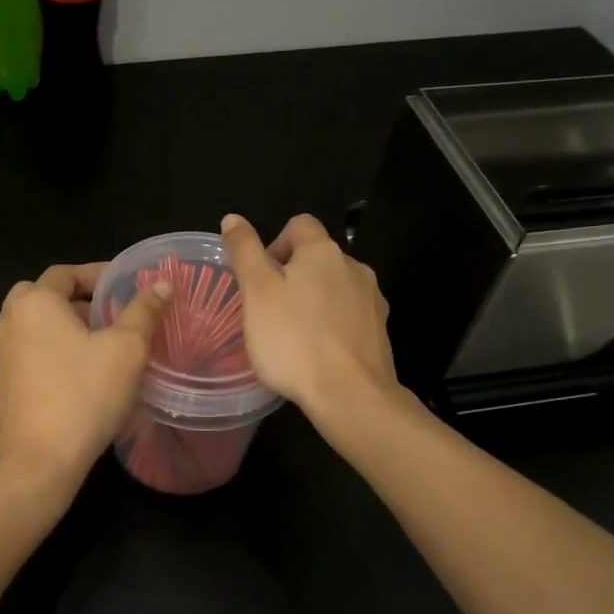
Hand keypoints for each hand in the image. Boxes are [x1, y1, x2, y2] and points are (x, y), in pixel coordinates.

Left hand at [0, 263, 172, 492]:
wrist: (39, 461)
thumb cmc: (85, 395)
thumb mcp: (127, 349)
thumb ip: (144, 311)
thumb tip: (162, 284)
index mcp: (35, 302)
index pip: (66, 272)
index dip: (99, 274)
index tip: (128, 284)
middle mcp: (9, 320)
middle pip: (45, 294)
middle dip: (79, 298)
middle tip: (112, 311)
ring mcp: (0, 352)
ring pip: (36, 323)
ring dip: (66, 323)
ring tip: (103, 340)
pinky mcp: (2, 381)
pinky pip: (30, 348)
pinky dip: (53, 346)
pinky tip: (82, 369)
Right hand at [221, 213, 399, 419]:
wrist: (351, 395)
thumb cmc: (294, 340)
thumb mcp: (257, 292)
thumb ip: (245, 252)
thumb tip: (233, 218)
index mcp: (323, 251)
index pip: (299, 225)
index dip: (275, 244)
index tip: (261, 278)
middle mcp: (354, 267)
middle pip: (318, 258)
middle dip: (294, 276)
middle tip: (269, 311)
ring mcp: (372, 299)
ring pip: (335, 288)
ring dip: (314, 301)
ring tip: (293, 335)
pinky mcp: (380, 330)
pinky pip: (350, 316)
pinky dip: (332, 325)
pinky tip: (318, 353)